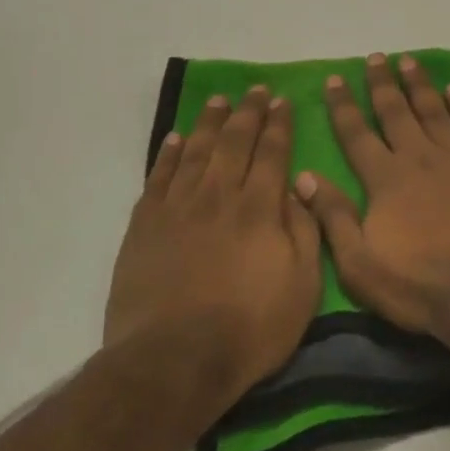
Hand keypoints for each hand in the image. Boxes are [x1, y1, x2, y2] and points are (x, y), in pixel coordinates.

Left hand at [104, 87, 320, 389]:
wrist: (175, 360)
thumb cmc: (252, 328)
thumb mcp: (303, 285)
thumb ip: (304, 231)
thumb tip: (297, 188)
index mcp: (260, 209)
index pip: (272, 153)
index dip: (279, 124)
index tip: (283, 101)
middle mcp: (219, 197)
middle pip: (234, 143)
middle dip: (248, 113)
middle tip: (255, 90)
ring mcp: (178, 209)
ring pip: (195, 152)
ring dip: (210, 123)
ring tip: (219, 101)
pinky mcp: (145, 227)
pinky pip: (158, 178)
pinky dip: (168, 154)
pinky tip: (175, 139)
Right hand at [296, 54, 449, 332]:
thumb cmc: (419, 285)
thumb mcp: (360, 265)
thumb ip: (332, 218)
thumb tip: (303, 176)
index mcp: (386, 180)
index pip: (357, 134)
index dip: (343, 106)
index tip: (334, 79)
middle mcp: (421, 158)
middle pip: (397, 112)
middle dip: (382, 83)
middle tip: (376, 58)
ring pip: (435, 110)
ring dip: (420, 84)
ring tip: (409, 62)